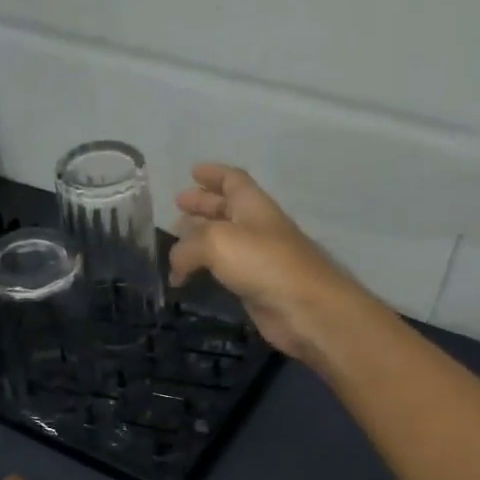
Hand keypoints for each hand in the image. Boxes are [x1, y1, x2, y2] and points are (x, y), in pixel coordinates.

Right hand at [169, 163, 381, 364]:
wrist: (304, 308)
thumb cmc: (263, 262)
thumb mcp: (216, 242)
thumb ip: (187, 248)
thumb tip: (175, 267)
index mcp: (253, 206)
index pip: (233, 180)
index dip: (213, 174)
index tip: (192, 171)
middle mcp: (256, 228)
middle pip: (227, 210)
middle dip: (203, 205)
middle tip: (177, 208)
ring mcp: (257, 259)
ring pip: (223, 242)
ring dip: (200, 239)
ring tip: (176, 242)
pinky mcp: (254, 286)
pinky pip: (223, 270)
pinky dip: (204, 268)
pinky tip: (188, 276)